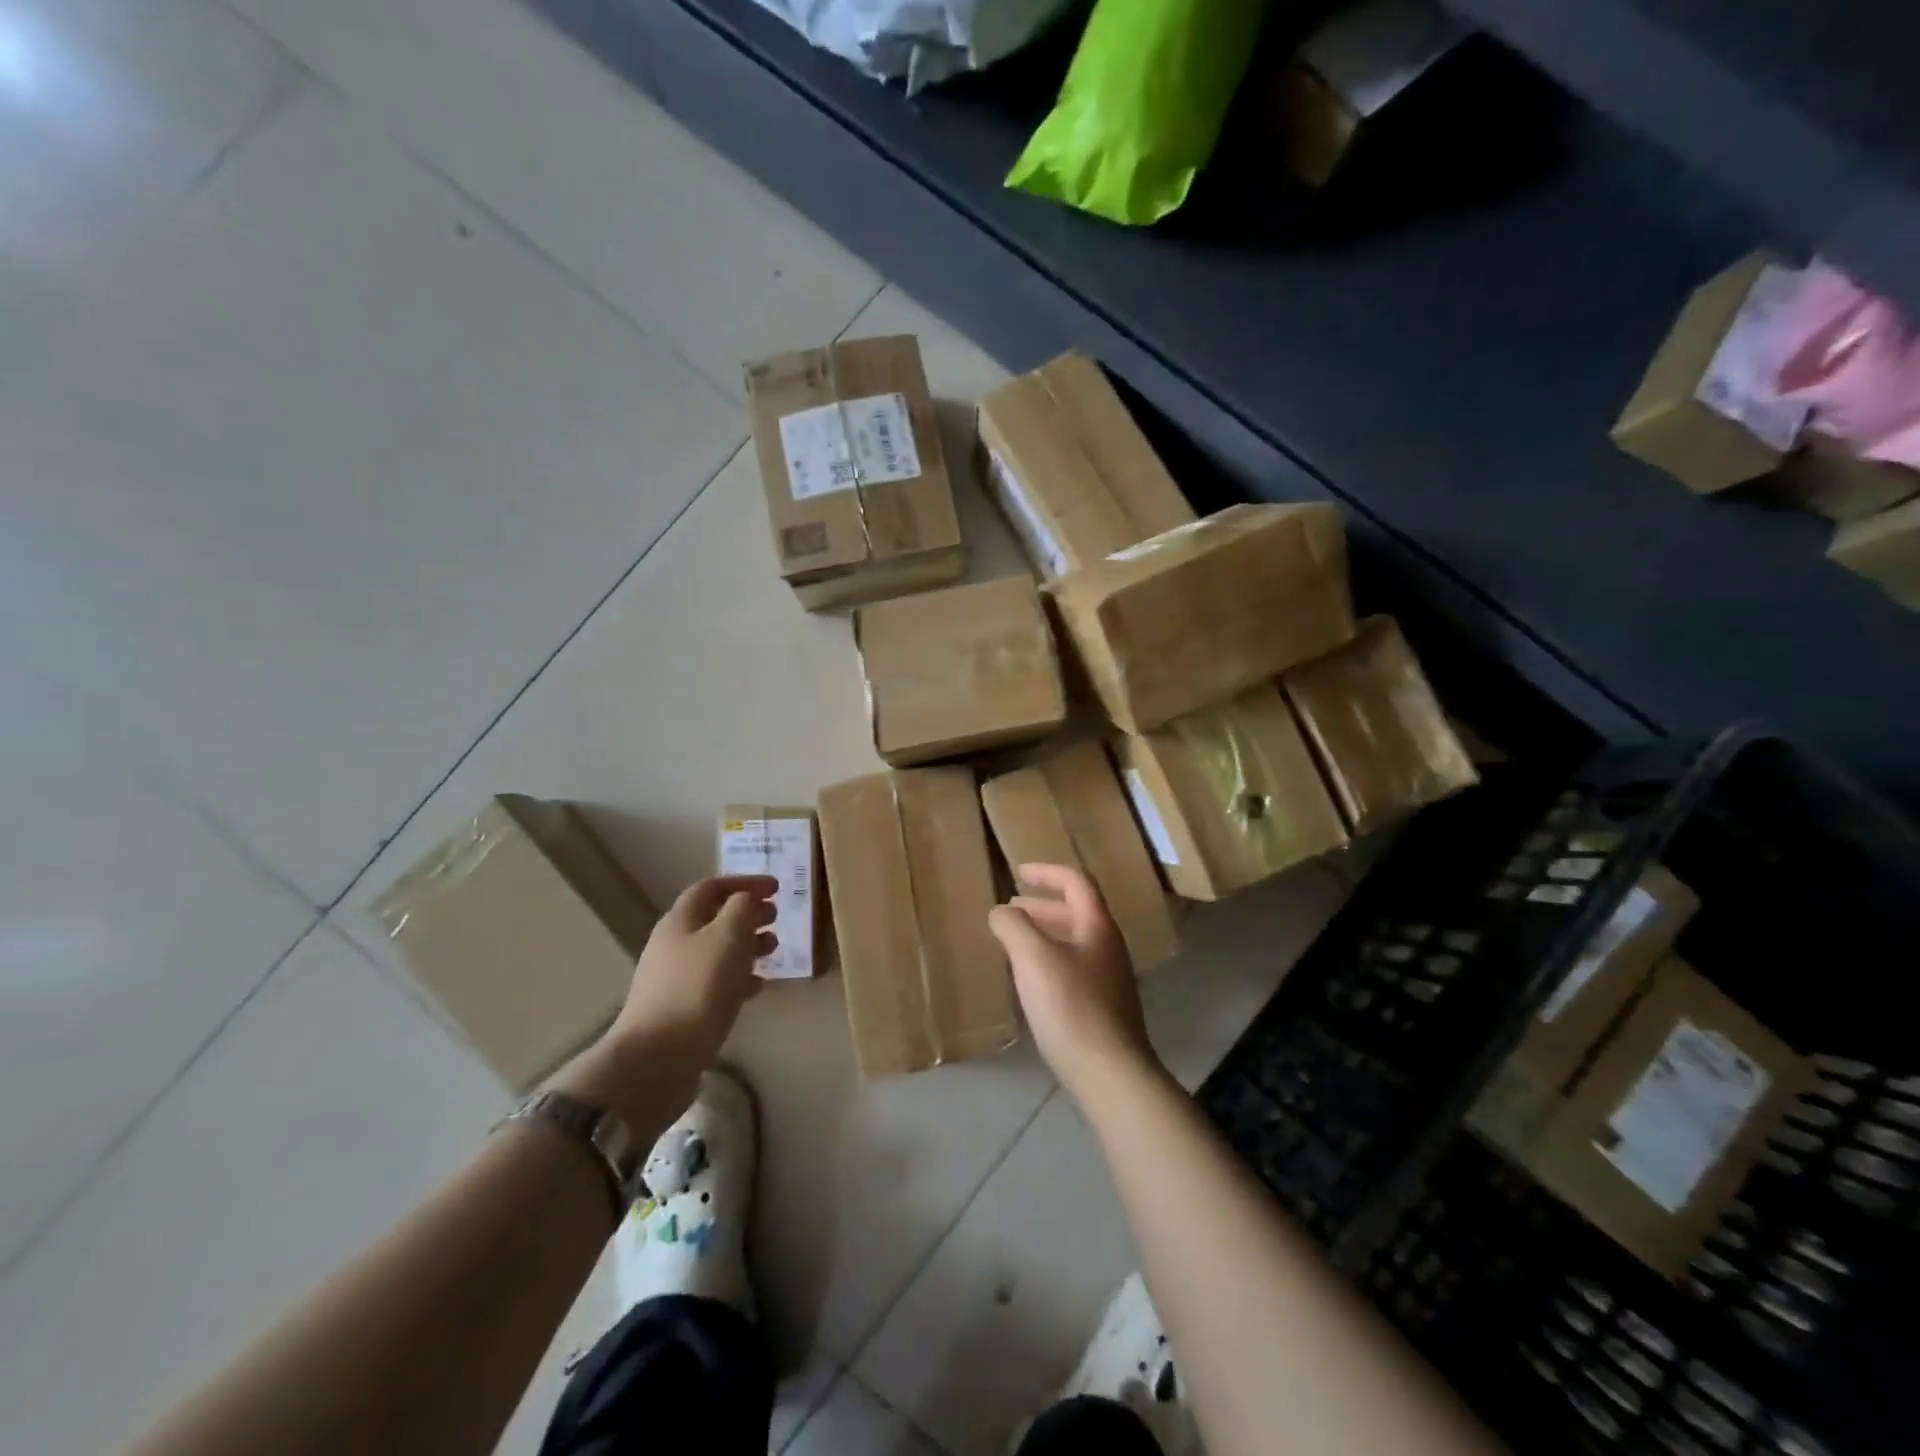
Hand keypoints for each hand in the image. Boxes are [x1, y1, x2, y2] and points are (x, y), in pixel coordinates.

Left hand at [558, 875, 775, 1126]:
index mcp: (680, 921)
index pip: (712, 887)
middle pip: (714, 918)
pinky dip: (738, 977)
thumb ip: (742, 908)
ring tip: (773, 951)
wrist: (658, 1058)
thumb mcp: (729, 936)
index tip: (776, 887)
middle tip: (776, 918)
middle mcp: (673, 944)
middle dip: (747, 913)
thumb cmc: (699, 987)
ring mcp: (674, 979)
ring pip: (717, 951)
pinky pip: (715, 982)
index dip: (744, 882)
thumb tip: (747, 898)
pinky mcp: (681, 1010)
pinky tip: (756, 987)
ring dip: (747, 945)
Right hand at [988, 863, 1160, 1103]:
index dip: (1047, 872)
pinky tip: (1030, 979)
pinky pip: (1073, 967)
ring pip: (1074, 941)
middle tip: (1011, 909)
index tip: (1018, 872)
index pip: (1075, 882)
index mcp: (1097, 926)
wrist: (1110, 1073)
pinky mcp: (1103, 1007)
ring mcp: (1109, 978)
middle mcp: (1108, 946)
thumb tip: (1001, 912)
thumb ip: (1013, 926)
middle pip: (1076, 912)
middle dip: (1041, 905)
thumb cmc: (1071, 1006)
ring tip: (1014, 941)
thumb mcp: (1033, 958)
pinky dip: (1049, 959)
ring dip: (1044, 933)